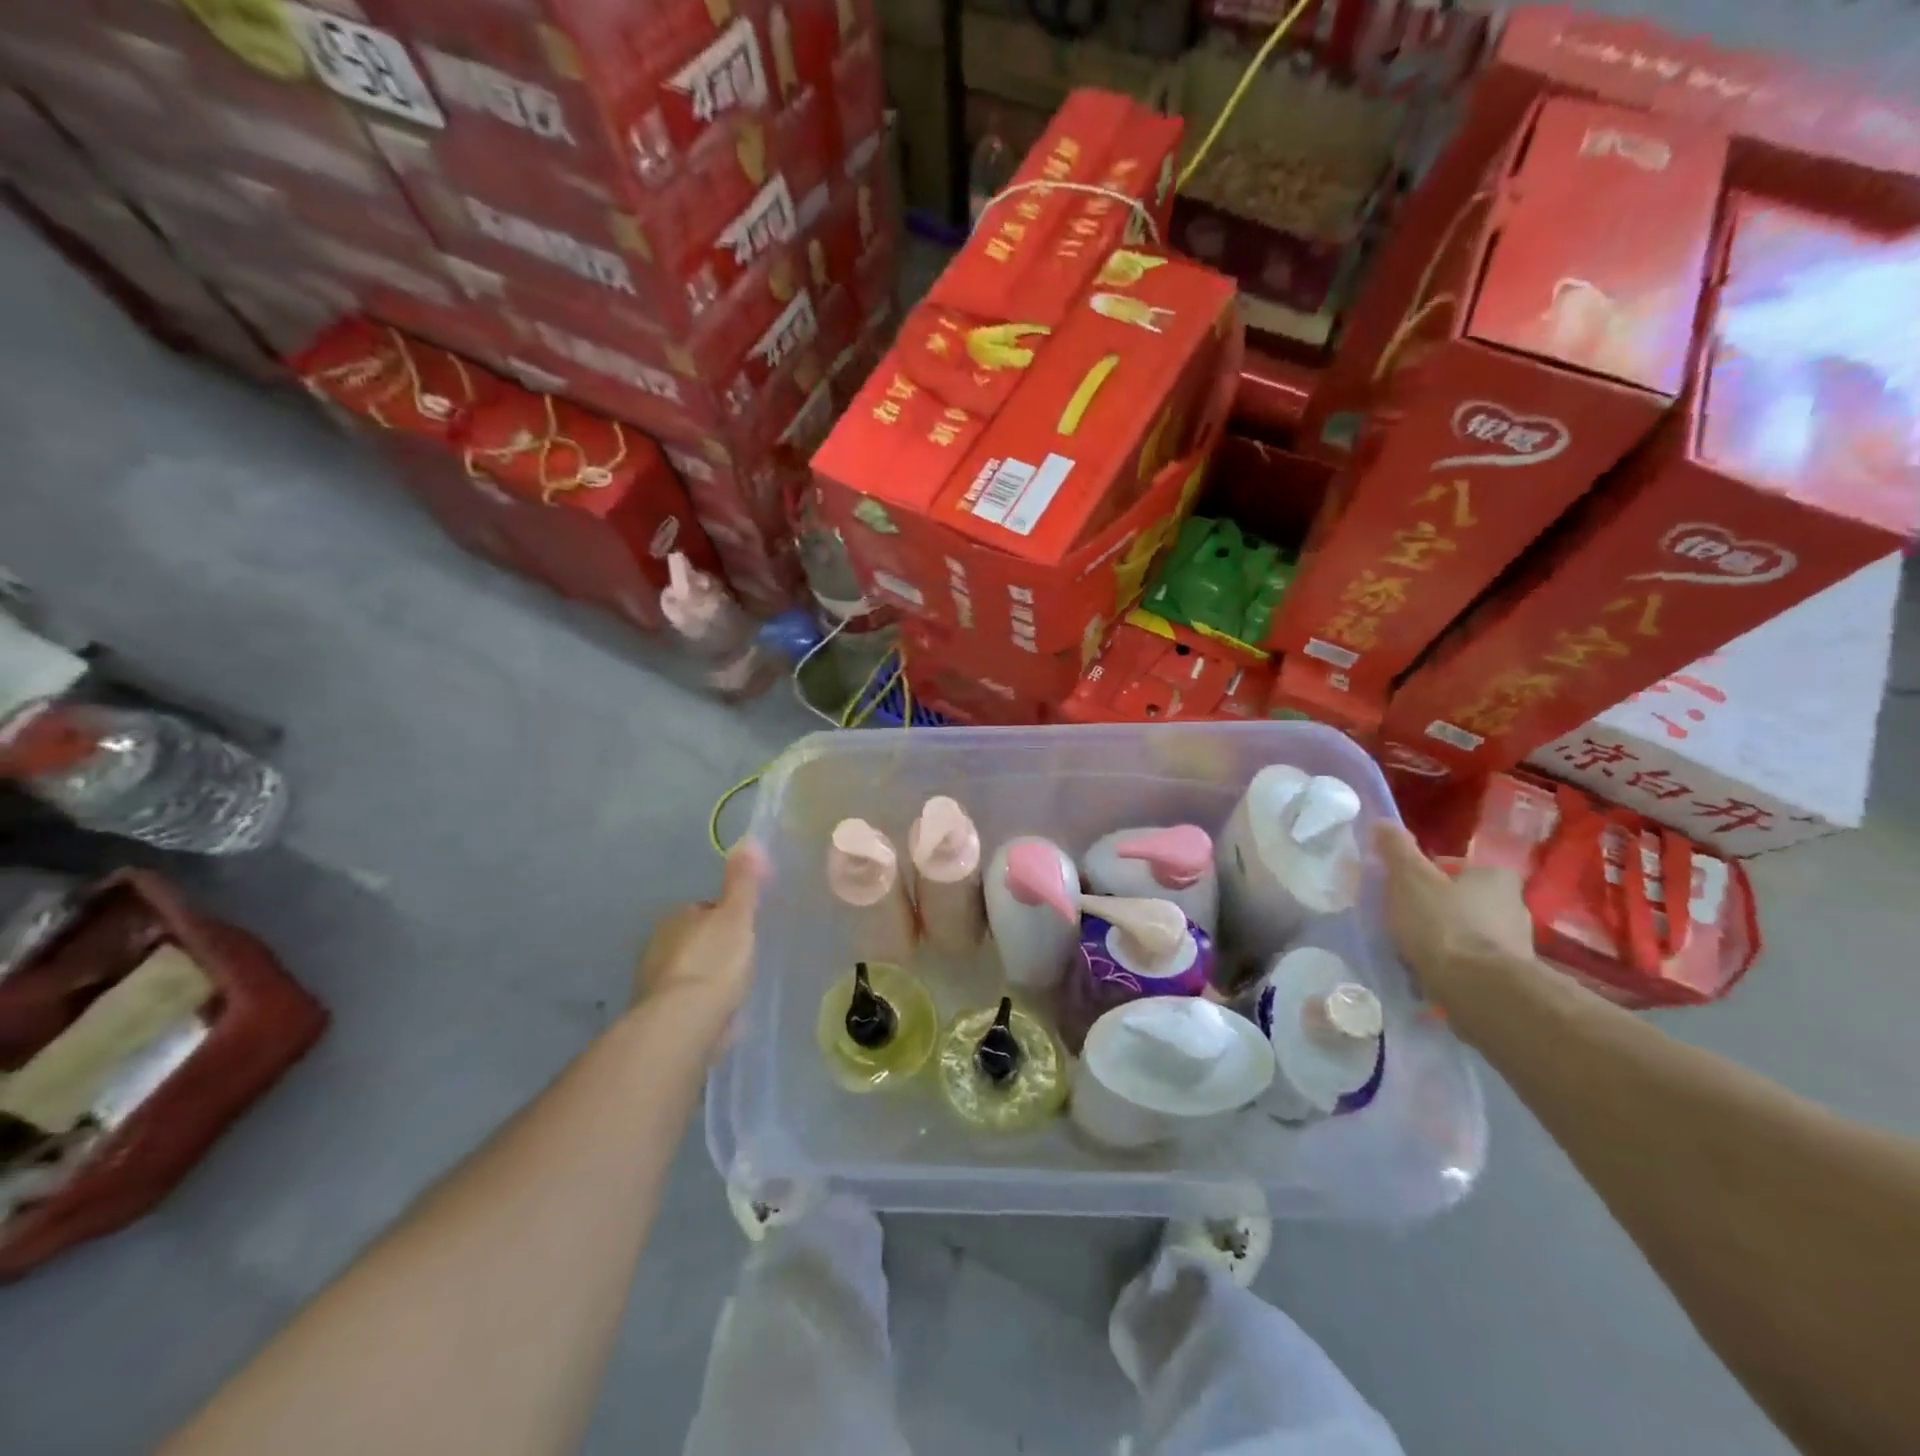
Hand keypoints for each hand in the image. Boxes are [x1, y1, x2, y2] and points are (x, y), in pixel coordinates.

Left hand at [631, 842, 766, 1018]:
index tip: (746, 932)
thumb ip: (742, 882)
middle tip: (742, 964)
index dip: (727, 919)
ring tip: (732, 992)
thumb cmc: (714, 962)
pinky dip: (697, 1005)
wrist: (682, 1021)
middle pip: (694, 941)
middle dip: (714, 950)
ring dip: (704, 979)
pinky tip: (717, 1016)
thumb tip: (748, 840)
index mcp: (677, 917)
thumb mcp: (737, 916)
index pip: (705, 910)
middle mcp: (657, 944)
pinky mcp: (655, 1015)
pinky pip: (683, 1002)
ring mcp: (653, 981)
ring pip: (687, 972)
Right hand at [1373, 823, 1535, 1020]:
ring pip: (1469, 932)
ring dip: (1445, 938)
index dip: (1427, 873)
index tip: (1402, 886)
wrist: (1478, 990)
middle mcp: (1514, 907)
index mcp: (1496, 877)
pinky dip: (1452, 965)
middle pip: (1464, 900)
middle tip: (1403, 917)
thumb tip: (1383, 820)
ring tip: (1411, 949)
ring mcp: (1515, 946)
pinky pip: (1472, 964)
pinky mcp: (1509, 979)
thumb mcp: (1409, 878)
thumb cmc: (1442, 923)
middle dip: (1436, 907)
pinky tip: (1428, 973)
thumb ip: (1396, 849)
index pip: (1457, 866)